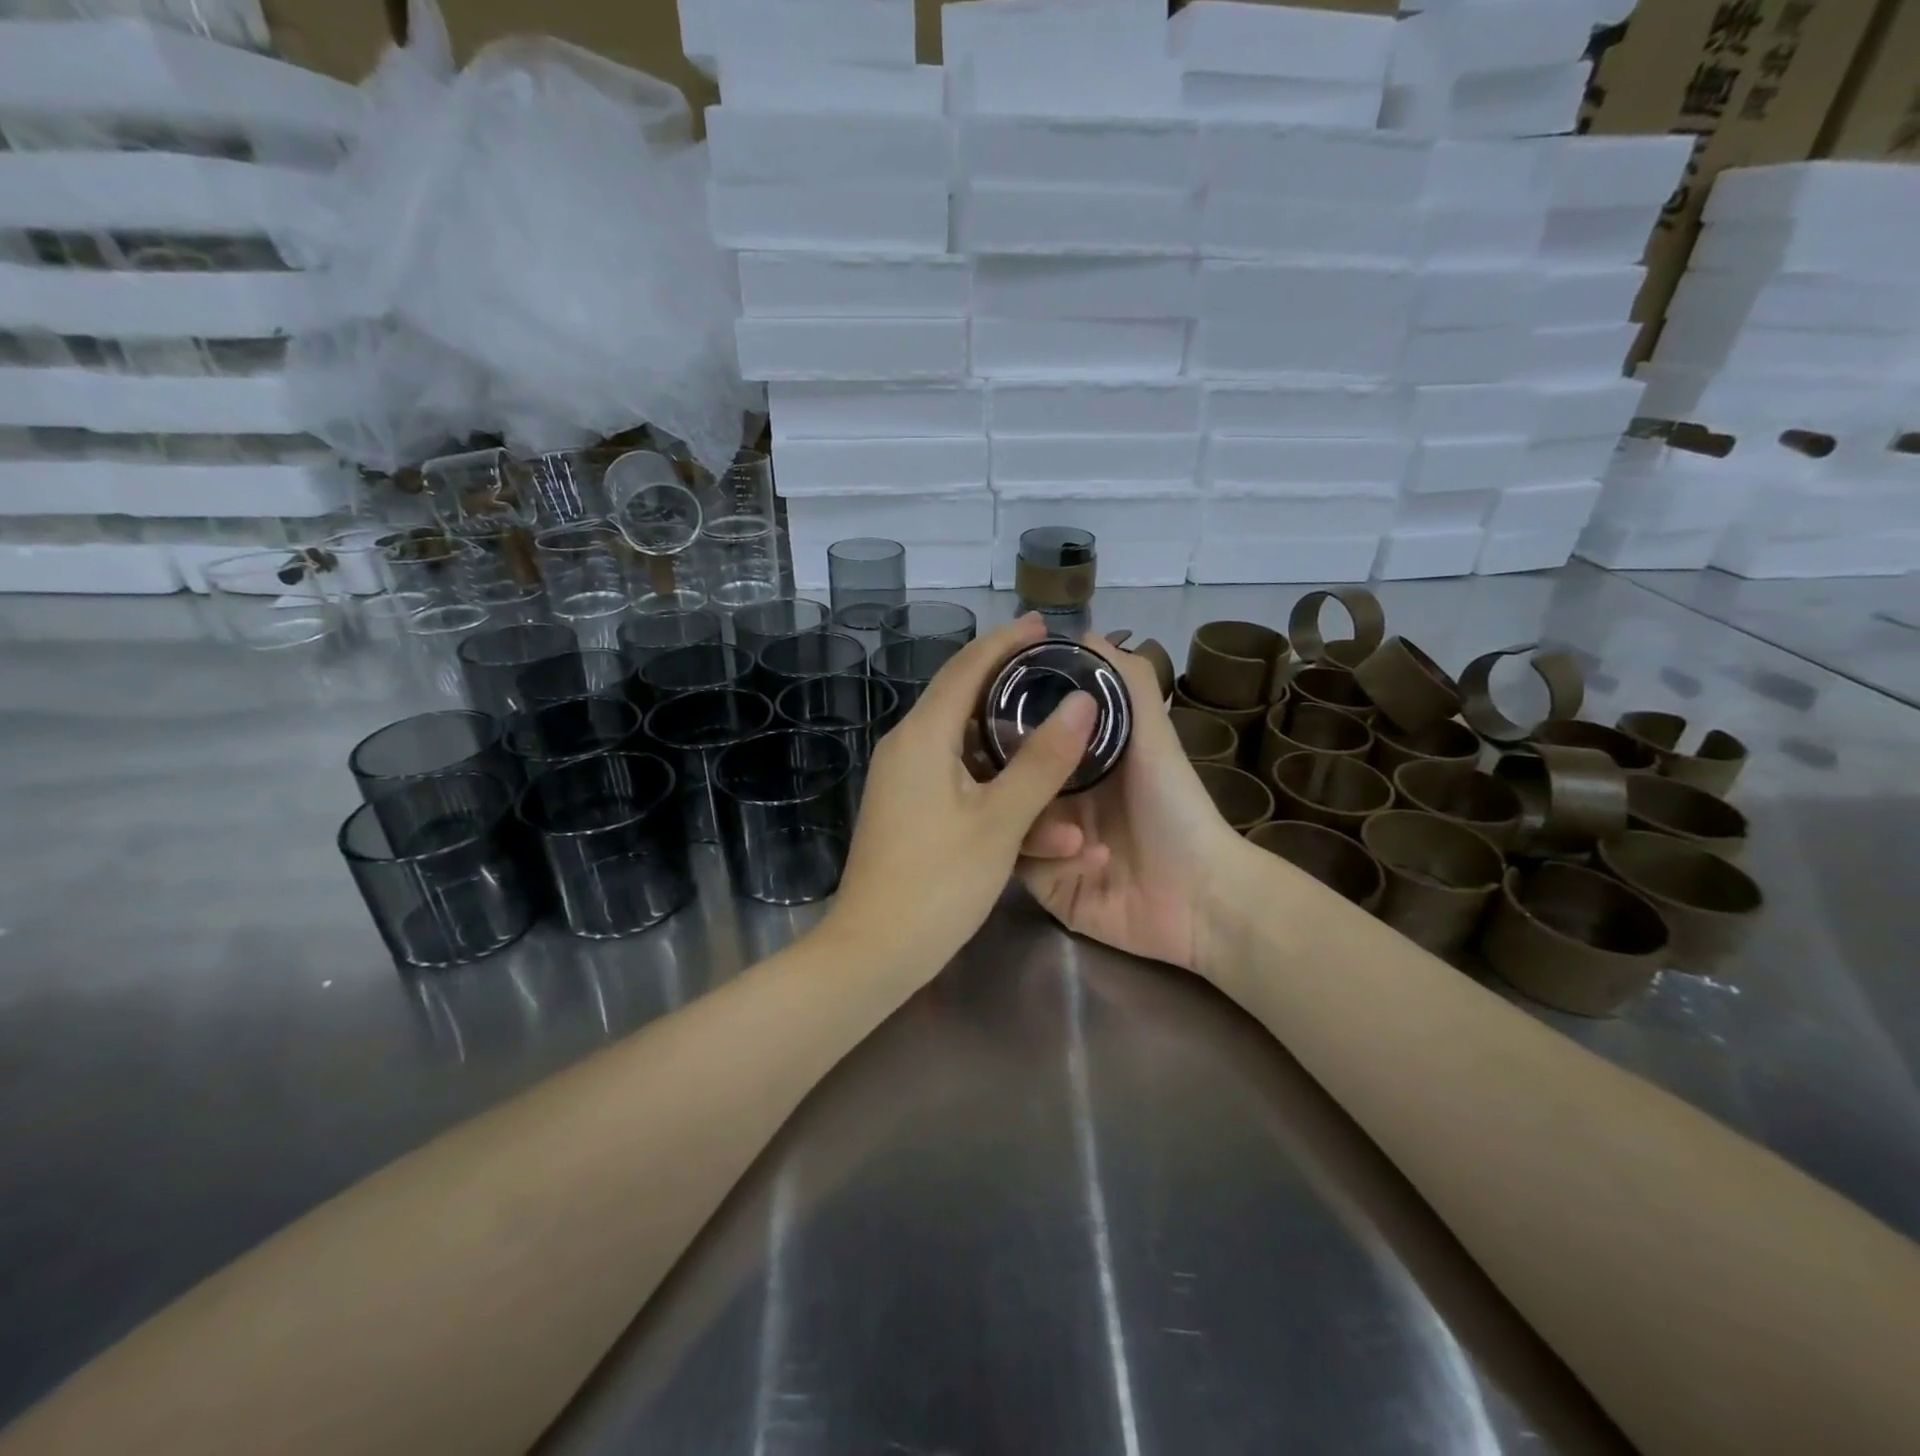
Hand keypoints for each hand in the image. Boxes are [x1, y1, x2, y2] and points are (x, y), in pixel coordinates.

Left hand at [822, 614, 1096, 975]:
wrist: (874, 952)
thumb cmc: (938, 882)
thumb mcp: (1001, 820)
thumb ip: (1043, 760)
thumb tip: (1083, 702)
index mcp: (922, 736)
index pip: (967, 666)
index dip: (1007, 641)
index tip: (1045, 624)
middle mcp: (908, 747)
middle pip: (966, 700)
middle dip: (1014, 688)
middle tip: (1061, 676)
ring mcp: (906, 781)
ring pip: (969, 750)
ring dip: (1017, 756)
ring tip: (1066, 748)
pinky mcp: (910, 811)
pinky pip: (961, 783)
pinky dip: (998, 789)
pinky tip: (1041, 814)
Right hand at [1017, 637, 1252, 971]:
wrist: (1201, 897)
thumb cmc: (1175, 808)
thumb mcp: (1153, 738)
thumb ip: (1128, 683)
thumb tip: (1084, 631)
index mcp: (1071, 764)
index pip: (1018, 739)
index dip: (999, 727)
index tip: (982, 718)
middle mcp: (1052, 799)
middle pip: (1003, 783)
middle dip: (1006, 782)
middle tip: (1004, 779)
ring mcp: (1046, 844)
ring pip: (1005, 826)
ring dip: (1039, 829)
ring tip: (1074, 837)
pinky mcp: (1047, 885)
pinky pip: (1023, 868)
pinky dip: (1053, 863)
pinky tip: (1091, 863)